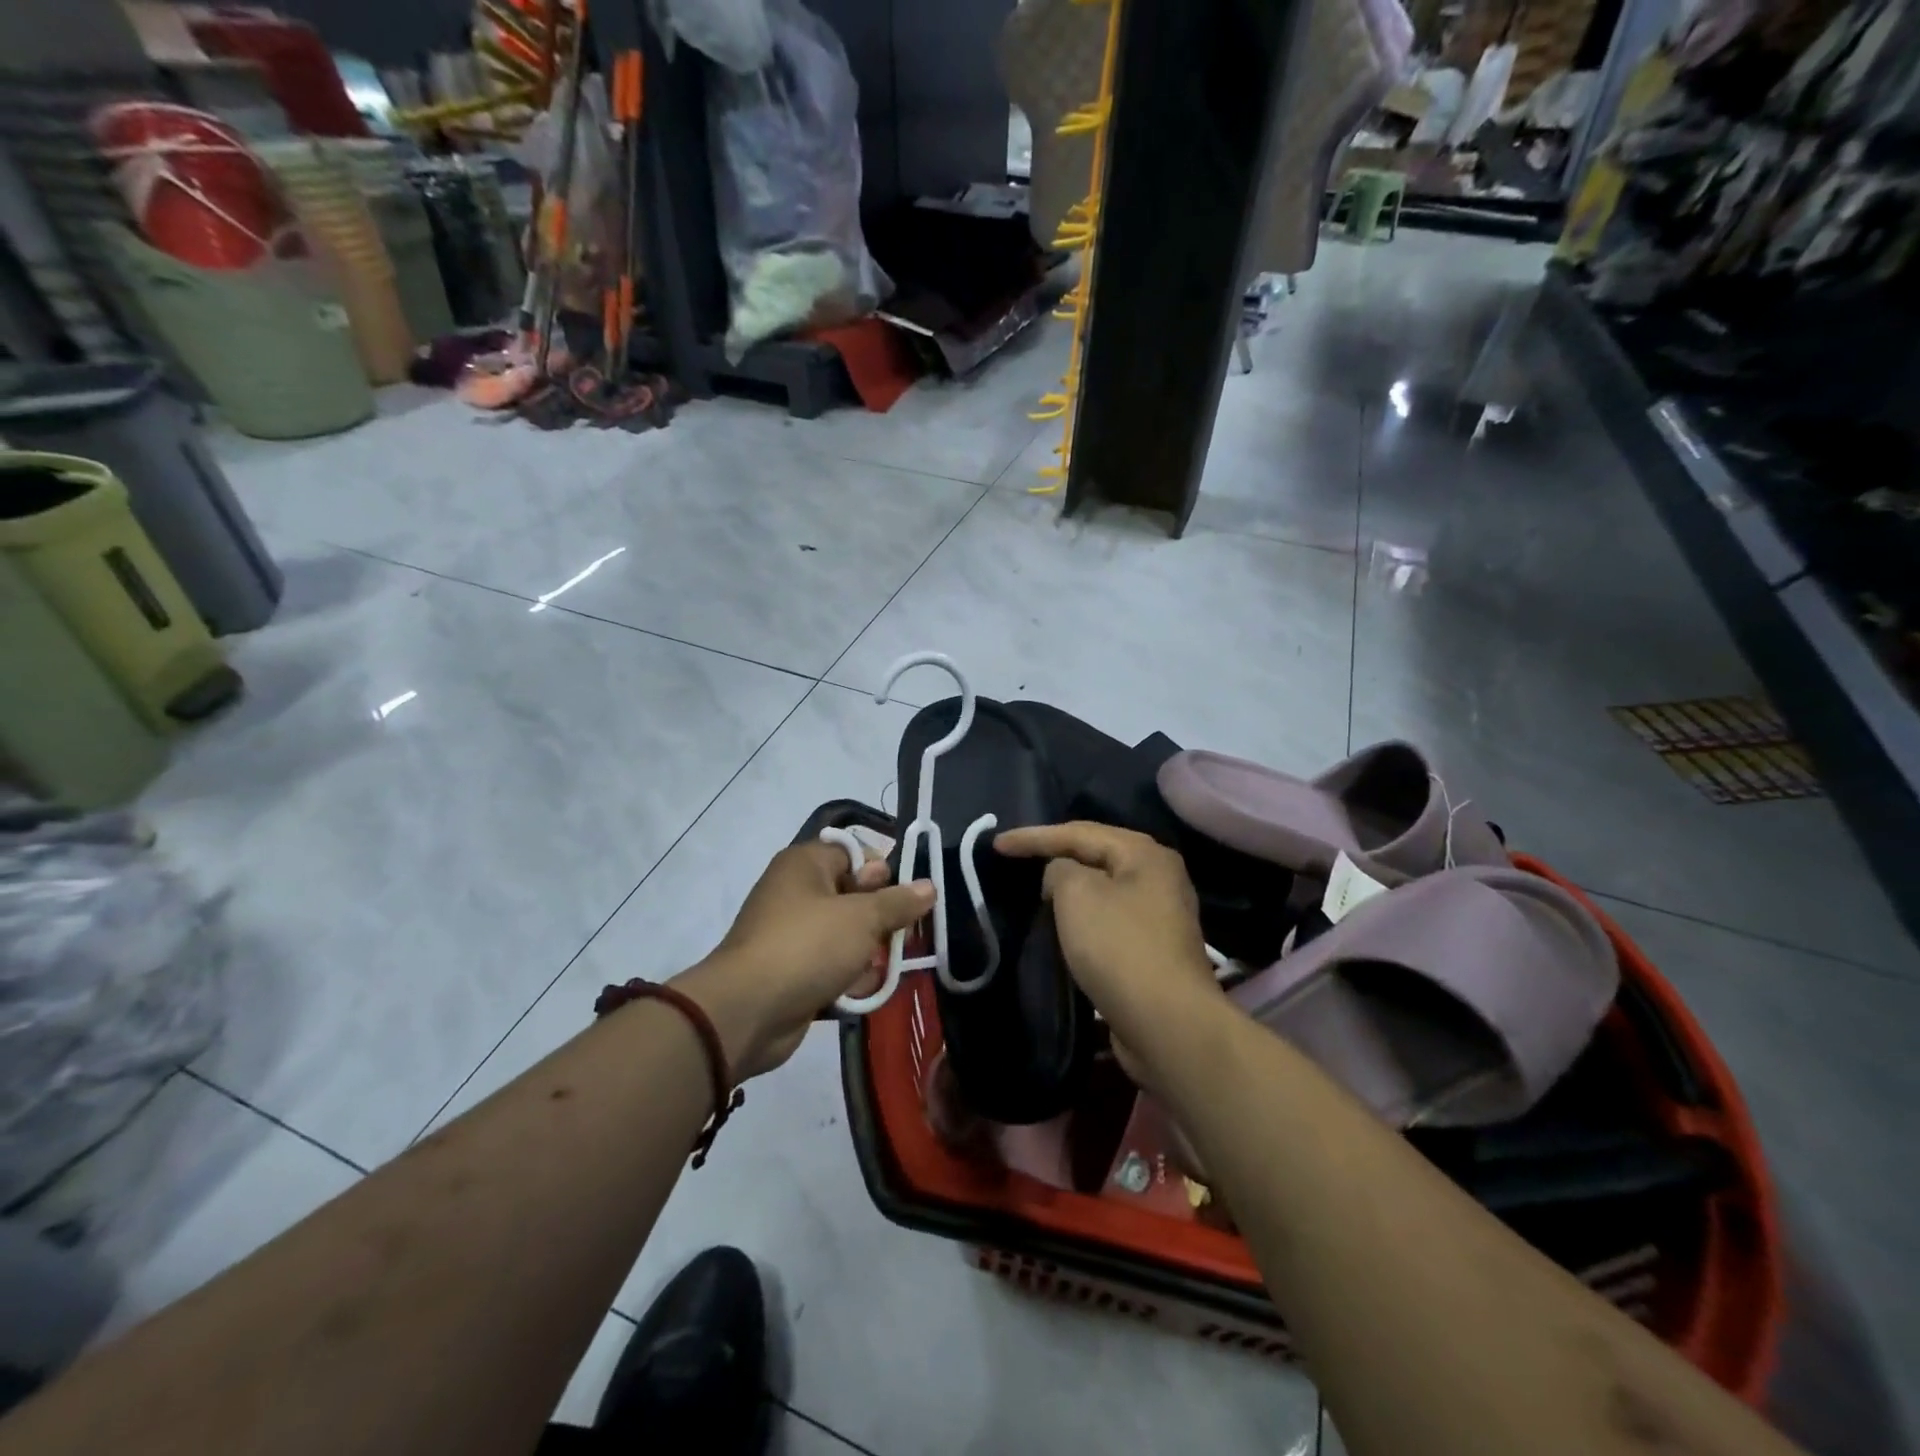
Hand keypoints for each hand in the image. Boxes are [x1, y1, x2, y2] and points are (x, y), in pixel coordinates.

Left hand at [675, 840, 932, 1079]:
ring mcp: (791, 933)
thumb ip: (899, 902)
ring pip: (846, 935)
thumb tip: (929, 886)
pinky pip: (829, 965)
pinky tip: (857, 992)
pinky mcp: (791, 970)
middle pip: (854, 896)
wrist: (747, 1011)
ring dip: (867, 954)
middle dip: (881, 920)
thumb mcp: (863, 918)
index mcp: (806, 864)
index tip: (905, 897)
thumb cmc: (808, 946)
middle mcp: (796, 892)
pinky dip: (845, 978)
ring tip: (876, 970)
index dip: (883, 872)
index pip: (855, 853)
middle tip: (901, 938)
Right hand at [995, 822, 1221, 1068]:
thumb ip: (1060, 870)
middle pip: (1095, 855)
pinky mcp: (1152, 949)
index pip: (1079, 832)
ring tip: (1034, 889)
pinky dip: (1082, 917)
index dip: (1033, 836)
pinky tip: (1062, 925)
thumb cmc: (1119, 948)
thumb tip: (1062, 878)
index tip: (996, 845)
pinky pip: (1108, 919)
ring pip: (1102, 889)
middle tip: (1016, 858)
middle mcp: (1158, 877)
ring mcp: (1159, 915)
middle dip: (1054, 855)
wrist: (1167, 1024)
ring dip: (1068, 888)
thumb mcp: (1077, 894)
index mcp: (1145, 854)